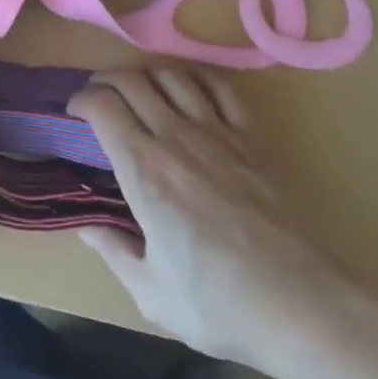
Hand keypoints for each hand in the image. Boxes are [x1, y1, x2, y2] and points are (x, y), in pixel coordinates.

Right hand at [69, 65, 343, 362]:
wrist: (303, 303)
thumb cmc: (221, 304)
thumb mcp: (152, 294)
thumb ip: (114, 252)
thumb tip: (87, 227)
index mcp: (144, 171)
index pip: (103, 107)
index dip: (82, 100)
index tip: (74, 111)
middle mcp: (176, 137)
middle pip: (133, 81)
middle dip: (106, 80)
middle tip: (98, 96)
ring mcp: (218, 132)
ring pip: (173, 76)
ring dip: (148, 74)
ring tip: (140, 90)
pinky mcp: (252, 137)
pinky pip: (220, 87)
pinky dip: (197, 78)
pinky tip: (190, 89)